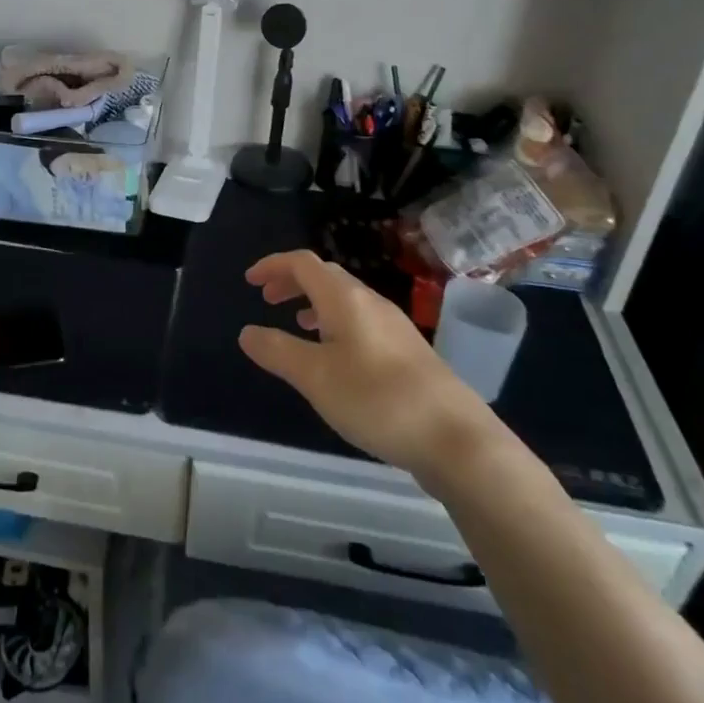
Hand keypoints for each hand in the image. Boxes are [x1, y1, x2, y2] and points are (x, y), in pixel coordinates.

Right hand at [239, 251, 493, 475]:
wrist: (456, 439)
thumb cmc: (377, 399)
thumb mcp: (315, 378)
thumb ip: (278, 351)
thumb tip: (247, 332)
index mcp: (345, 299)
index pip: (303, 263)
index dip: (273, 265)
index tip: (250, 280)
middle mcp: (371, 302)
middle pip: (326, 276)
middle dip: (292, 281)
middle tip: (267, 299)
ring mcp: (394, 326)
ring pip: (345, 299)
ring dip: (314, 302)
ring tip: (296, 324)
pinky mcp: (408, 351)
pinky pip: (361, 320)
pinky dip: (336, 323)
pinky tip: (336, 356)